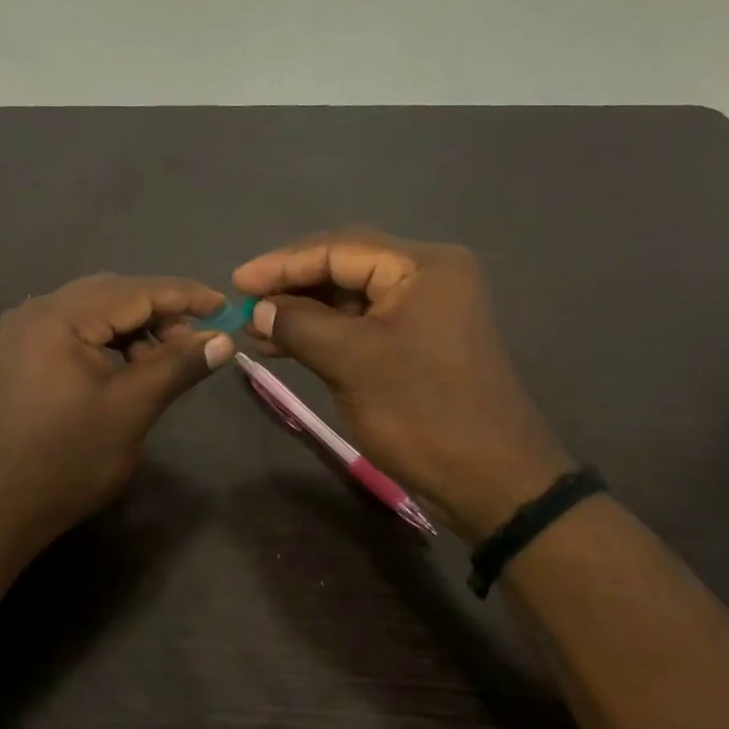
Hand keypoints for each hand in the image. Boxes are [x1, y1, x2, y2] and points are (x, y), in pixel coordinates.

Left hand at [0, 274, 233, 555]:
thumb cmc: (67, 460)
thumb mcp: (131, 410)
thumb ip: (177, 366)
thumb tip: (222, 339)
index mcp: (59, 316)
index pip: (136, 291)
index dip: (186, 296)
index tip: (226, 307)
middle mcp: (36, 311)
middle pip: (113, 293)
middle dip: (160, 312)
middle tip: (196, 341)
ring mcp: (22, 332)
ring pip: (93, 311)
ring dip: (134, 327)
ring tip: (163, 361)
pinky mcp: (19, 354)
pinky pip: (74, 330)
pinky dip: (107, 340)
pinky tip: (127, 367)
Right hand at [234, 229, 571, 539]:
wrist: (491, 480)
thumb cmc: (422, 413)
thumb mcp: (352, 363)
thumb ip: (299, 324)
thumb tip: (258, 309)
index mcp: (422, 265)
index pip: (338, 248)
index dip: (282, 264)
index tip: (236, 283)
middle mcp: (428, 274)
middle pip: (345, 265)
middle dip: (292, 284)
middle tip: (244, 303)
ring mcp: (426, 307)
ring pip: (351, 295)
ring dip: (304, 309)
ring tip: (257, 328)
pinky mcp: (419, 338)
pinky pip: (363, 321)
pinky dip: (325, 330)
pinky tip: (287, 342)